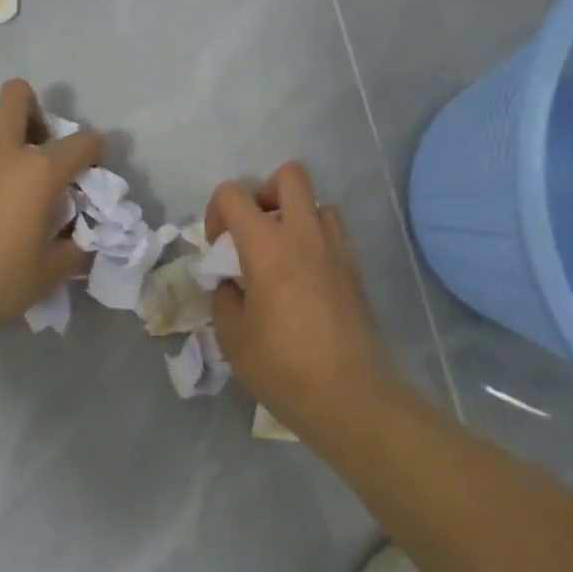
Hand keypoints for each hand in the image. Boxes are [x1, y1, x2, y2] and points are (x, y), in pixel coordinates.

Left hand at [0, 79, 101, 339]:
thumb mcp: (48, 272)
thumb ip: (72, 250)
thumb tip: (80, 241)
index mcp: (40, 172)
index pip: (83, 142)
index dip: (94, 150)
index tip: (90, 167)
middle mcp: (1, 150)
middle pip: (17, 96)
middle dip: (31, 107)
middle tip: (34, 142)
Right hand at [207, 162, 395, 435]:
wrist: (348, 395)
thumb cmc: (282, 367)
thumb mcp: (232, 337)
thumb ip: (225, 297)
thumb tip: (232, 284)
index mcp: (267, 247)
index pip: (234, 194)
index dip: (216, 211)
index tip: (218, 247)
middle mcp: (305, 235)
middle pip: (289, 175)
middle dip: (264, 192)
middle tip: (255, 232)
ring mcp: (337, 249)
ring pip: (318, 203)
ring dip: (296, 217)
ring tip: (283, 256)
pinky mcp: (355, 269)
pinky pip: (334, 233)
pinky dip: (316, 241)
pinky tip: (306, 280)